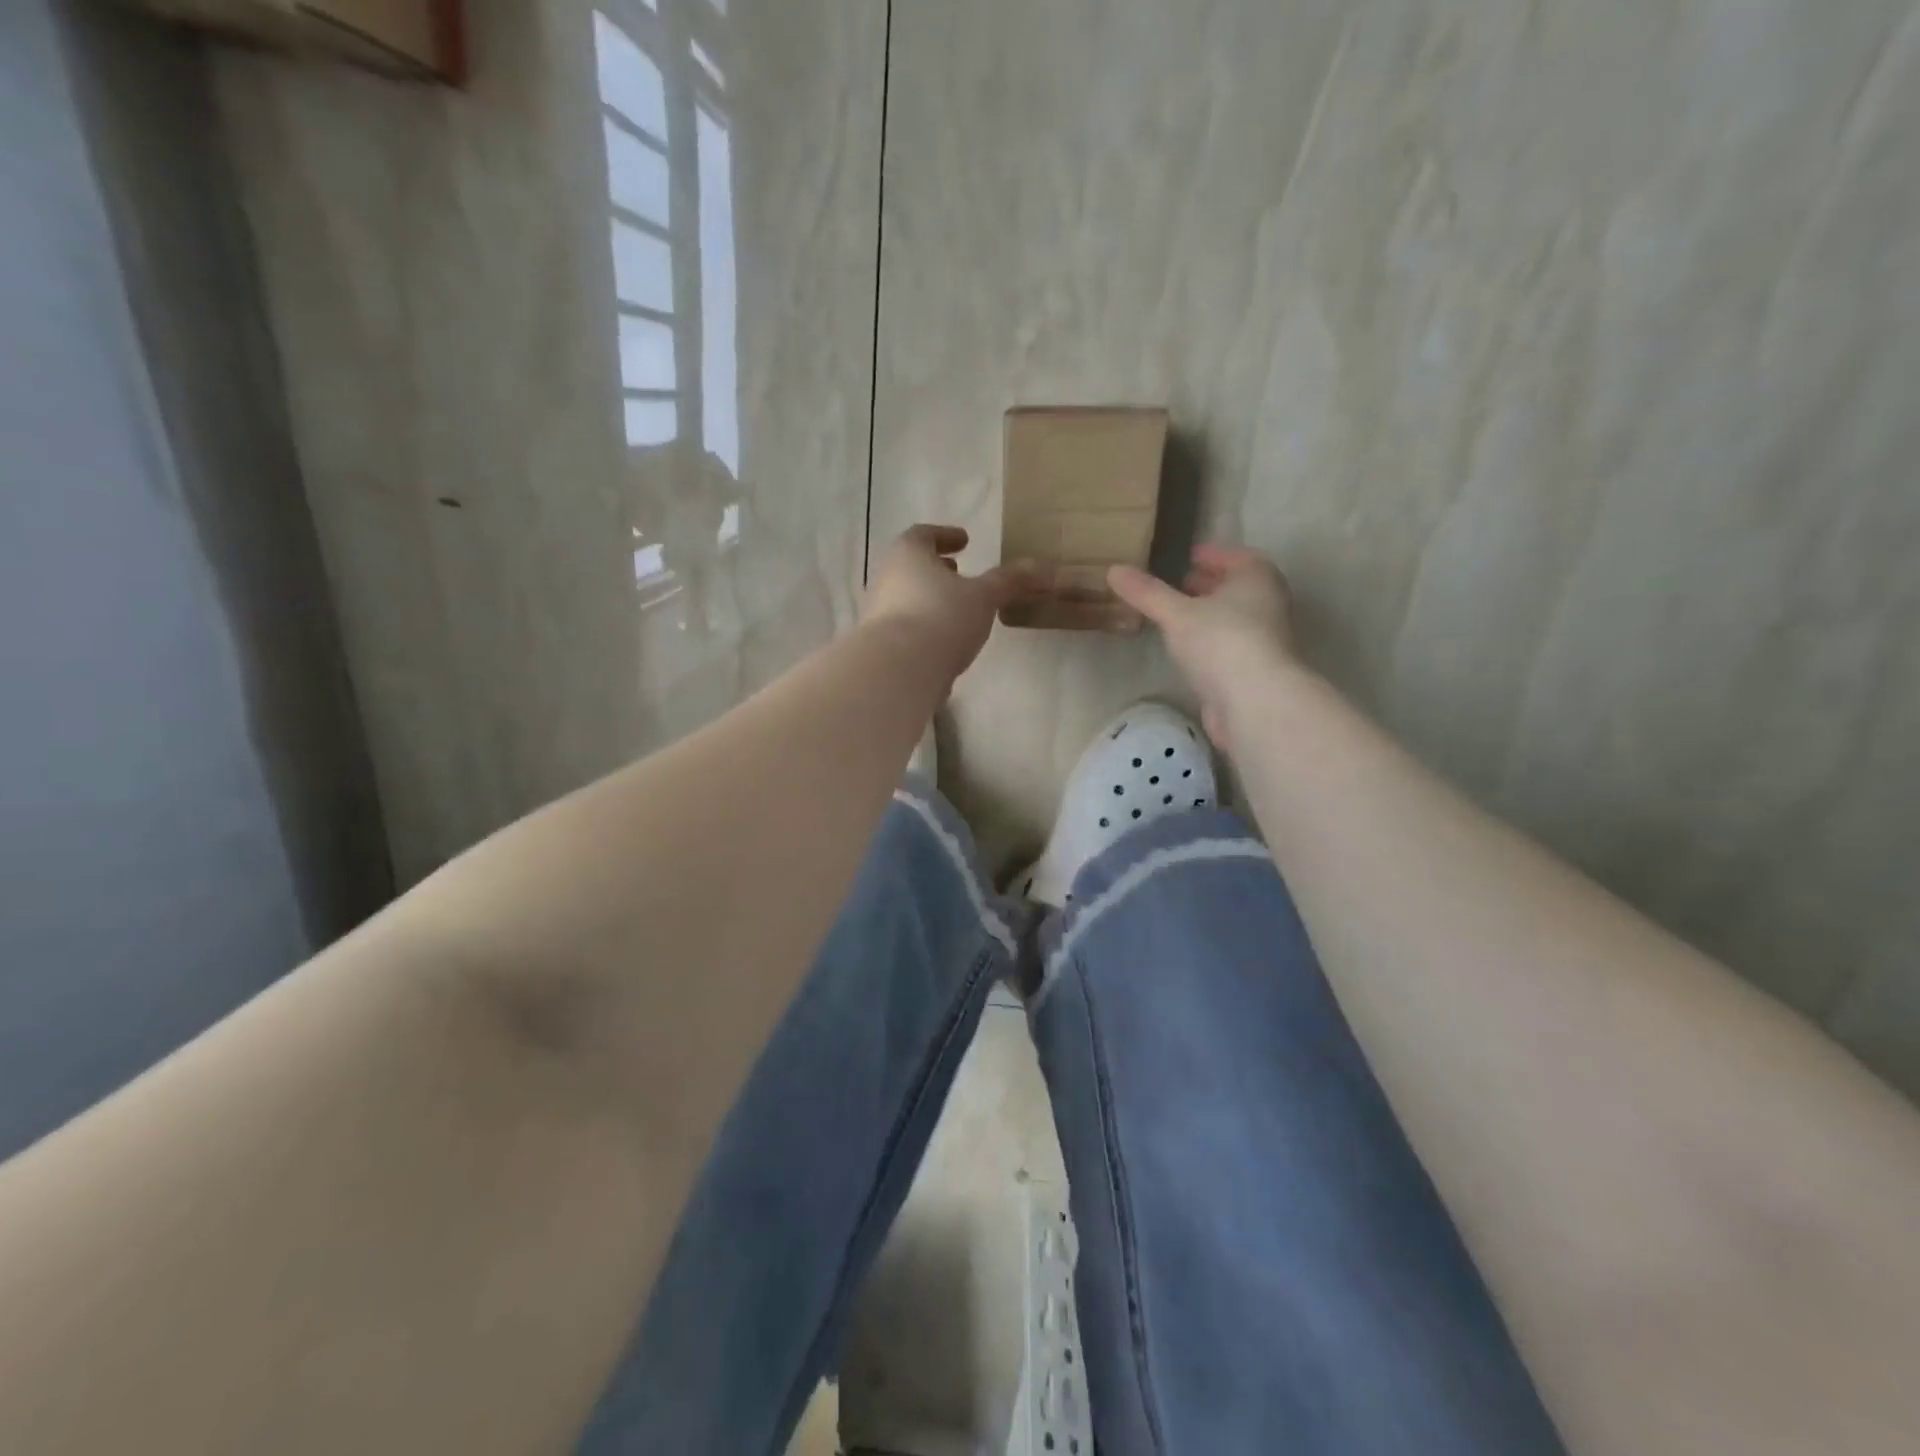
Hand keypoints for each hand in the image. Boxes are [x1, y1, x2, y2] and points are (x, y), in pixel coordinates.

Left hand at [863, 525, 1038, 679]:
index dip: (945, 535)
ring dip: (930, 599)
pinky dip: (924, 627)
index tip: (965, 540)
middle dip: (936, 569)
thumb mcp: (983, 597)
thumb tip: (1044, 566)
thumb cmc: (941, 617)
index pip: (923, 534)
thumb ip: (1009, 581)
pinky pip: (905, 628)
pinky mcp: (880, 646)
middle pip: (911, 566)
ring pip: (906, 598)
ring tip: (956, 610)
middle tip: (958, 572)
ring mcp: (878, 614)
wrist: (898, 671)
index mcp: (907, 554)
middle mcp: (886, 578)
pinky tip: (944, 643)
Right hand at [1108, 545, 1297, 752]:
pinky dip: (1210, 641)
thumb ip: (1146, 593)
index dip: (1212, 555)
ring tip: (1177, 616)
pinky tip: (1188, 650)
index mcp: (1256, 577)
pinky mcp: (1254, 669)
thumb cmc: (1220, 641)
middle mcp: (1267, 603)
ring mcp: (1264, 639)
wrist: (1255, 701)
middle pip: (1237, 587)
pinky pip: (1229, 645)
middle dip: (1209, 585)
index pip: (1235, 557)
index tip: (1189, 557)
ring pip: (1233, 617)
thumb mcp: (1176, 613)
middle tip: (1179, 585)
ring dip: (1209, 614)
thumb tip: (1114, 569)